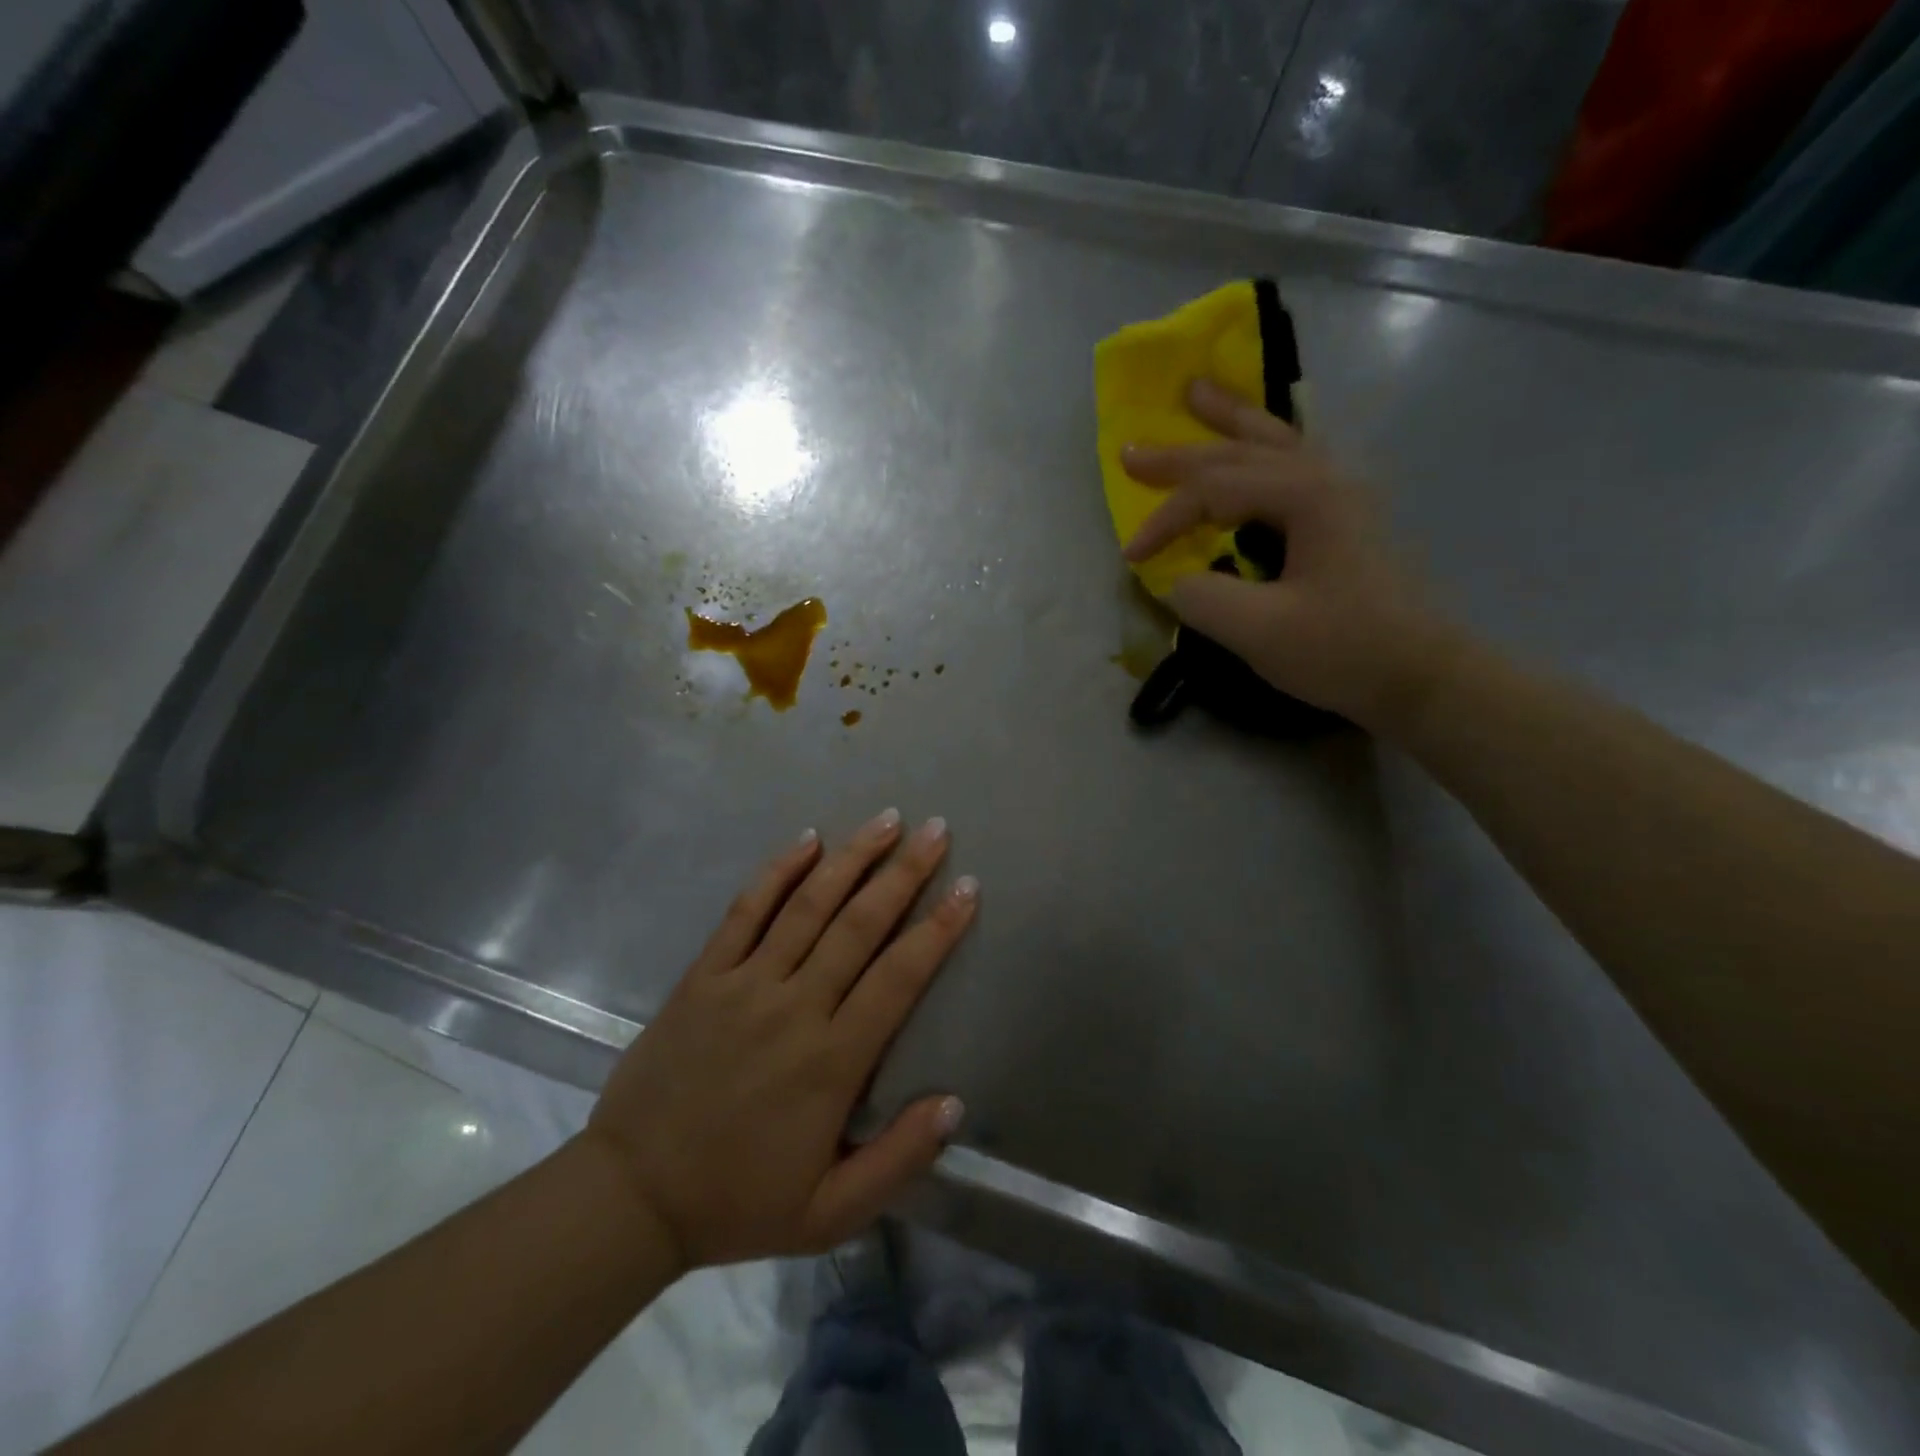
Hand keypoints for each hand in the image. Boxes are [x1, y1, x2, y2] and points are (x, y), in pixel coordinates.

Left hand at [582, 811, 975, 1271]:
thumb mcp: (830, 1213)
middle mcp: (793, 1007)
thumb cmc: (739, 1202)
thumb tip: (954, 1102)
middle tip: (936, 830)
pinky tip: (807, 839)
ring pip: (808, 906)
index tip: (967, 888)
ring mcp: (744, 984)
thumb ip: (898, 1159)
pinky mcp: (704, 975)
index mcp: (831, 1061)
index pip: (898, 977)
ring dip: (851, 858)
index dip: (938, 929)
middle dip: (904, 873)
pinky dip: (778, 872)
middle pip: (859, 925)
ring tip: (886, 820)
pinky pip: (745, 911)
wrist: (632, 1196)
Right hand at [1121, 378, 1459, 730]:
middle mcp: (1324, 478)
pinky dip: (1262, 446)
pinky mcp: (1345, 517)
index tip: (1131, 559)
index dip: (1164, 521)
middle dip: (1180, 453)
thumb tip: (1176, 580)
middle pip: (1239, 452)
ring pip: (1274, 442)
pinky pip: (1293, 461)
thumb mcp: (1260, 631)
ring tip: (1197, 395)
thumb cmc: (1343, 649)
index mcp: (1304, 496)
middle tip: (1131, 449)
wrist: (1420, 675)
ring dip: (1229, 422)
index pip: (1213, 491)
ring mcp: (1340, 494)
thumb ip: (1203, 598)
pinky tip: (1256, 444)